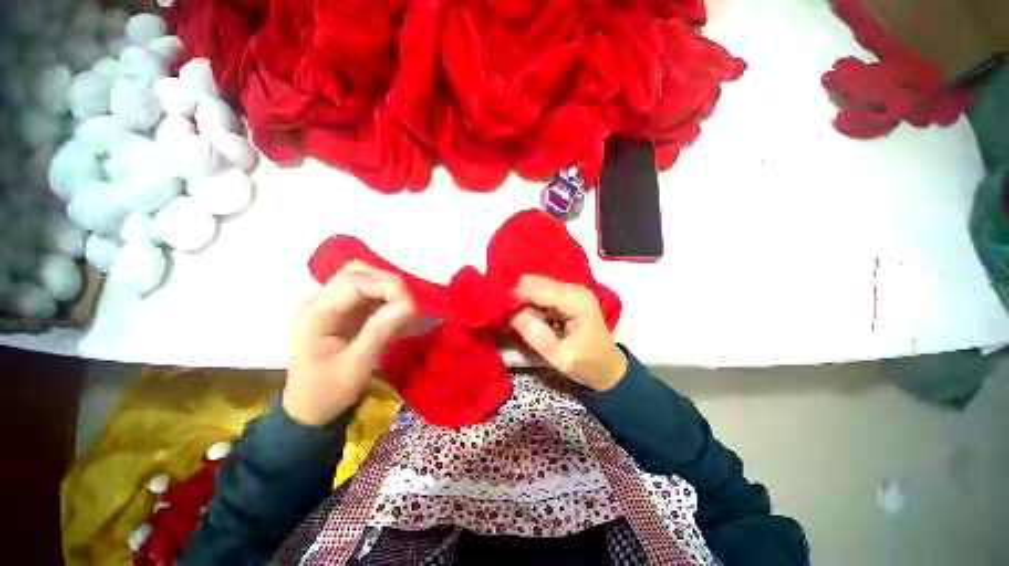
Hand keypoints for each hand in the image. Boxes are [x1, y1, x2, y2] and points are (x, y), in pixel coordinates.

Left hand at [285, 262, 416, 425]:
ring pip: (361, 278)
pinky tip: (394, 311)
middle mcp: (320, 302)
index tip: (411, 305)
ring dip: (385, 286)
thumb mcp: (356, 366)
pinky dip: (384, 296)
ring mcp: (330, 306)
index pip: (353, 283)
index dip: (386, 286)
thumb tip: (410, 305)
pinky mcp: (341, 312)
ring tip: (402, 306)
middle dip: (386, 282)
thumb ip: (380, 331)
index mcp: (316, 314)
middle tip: (407, 303)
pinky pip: (366, 292)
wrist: (309, 411)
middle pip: (356, 272)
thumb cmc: (328, 392)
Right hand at [510, 275, 626, 390]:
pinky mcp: (568, 295)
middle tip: (509, 318)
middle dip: (518, 297)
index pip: (536, 289)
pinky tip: (532, 318)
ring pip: (536, 285)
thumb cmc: (587, 365)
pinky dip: (532, 302)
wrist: (610, 368)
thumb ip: (535, 334)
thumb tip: (511, 314)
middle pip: (535, 282)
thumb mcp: (559, 357)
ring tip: (520, 320)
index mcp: (575, 301)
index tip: (498, 310)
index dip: (515, 297)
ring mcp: (572, 290)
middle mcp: (574, 289)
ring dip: (524, 300)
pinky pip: (542, 292)